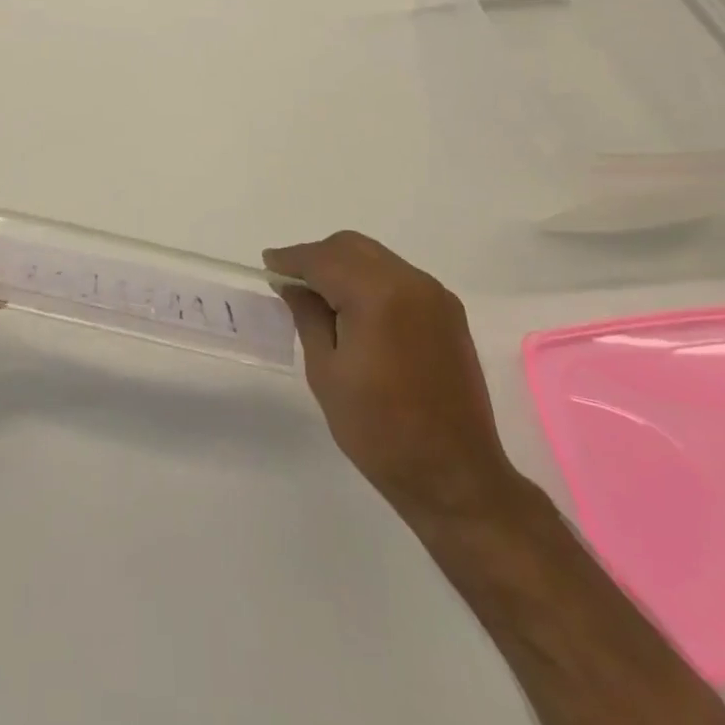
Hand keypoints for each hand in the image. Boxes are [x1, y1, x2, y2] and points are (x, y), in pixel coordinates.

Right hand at [264, 231, 519, 526]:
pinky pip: (398, 277)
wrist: (456, 477)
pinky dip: (370, 280)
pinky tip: (356, 309)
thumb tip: (293, 285)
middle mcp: (410, 282)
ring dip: (344, 267)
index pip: (323, 259)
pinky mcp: (448, 313)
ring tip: (321, 297)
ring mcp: (435, 295)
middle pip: (351, 247)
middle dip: (318, 257)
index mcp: (377, 294)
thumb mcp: (326, 372)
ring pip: (376, 258)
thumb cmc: (379, 430)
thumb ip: (308, 316)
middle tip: (291, 283)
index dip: (291, 259)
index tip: (268, 265)